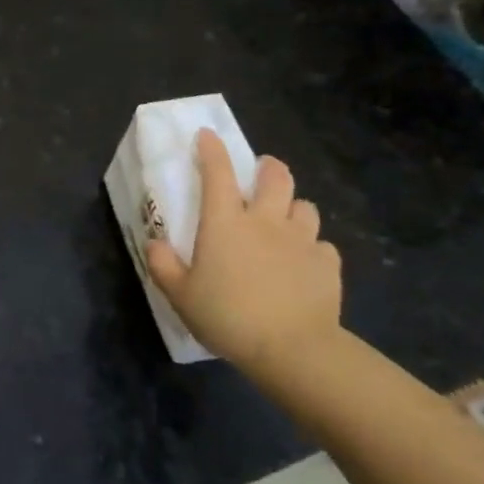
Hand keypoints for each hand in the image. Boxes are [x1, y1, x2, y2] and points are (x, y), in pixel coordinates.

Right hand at [146, 132, 342, 371]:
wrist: (292, 348)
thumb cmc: (228, 317)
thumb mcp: (180, 296)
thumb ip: (164, 266)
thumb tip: (156, 243)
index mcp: (226, 223)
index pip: (217, 173)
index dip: (211, 150)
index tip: (207, 135)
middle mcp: (266, 221)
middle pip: (275, 177)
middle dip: (268, 167)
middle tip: (261, 171)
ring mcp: (302, 240)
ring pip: (304, 206)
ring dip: (293, 206)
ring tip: (285, 218)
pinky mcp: (327, 264)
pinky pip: (322, 245)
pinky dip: (312, 247)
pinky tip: (304, 262)